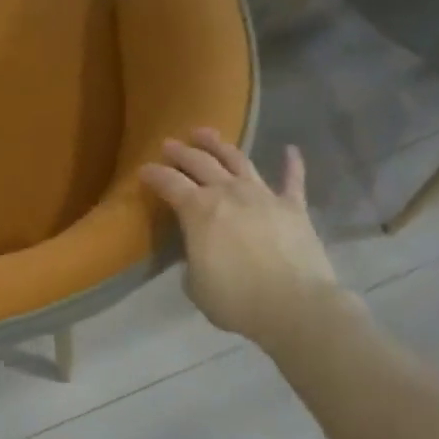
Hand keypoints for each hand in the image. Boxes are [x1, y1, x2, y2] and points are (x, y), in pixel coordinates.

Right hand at [141, 130, 342, 351]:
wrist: (294, 305)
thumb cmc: (235, 299)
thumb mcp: (196, 284)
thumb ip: (194, 259)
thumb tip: (200, 252)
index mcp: (198, 210)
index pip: (169, 184)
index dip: (154, 175)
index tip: (144, 170)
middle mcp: (228, 193)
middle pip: (200, 163)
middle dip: (181, 152)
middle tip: (169, 144)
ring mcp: (264, 196)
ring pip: (238, 161)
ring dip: (220, 145)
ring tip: (206, 133)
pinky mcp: (294, 207)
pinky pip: (293, 179)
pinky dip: (292, 163)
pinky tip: (291, 149)